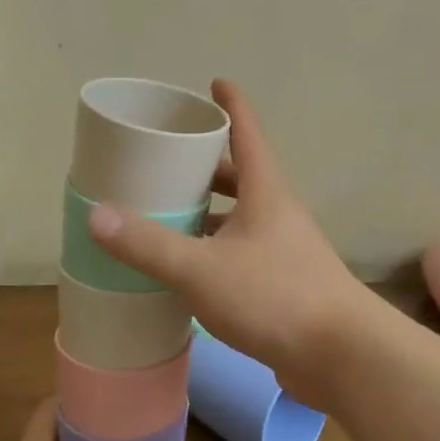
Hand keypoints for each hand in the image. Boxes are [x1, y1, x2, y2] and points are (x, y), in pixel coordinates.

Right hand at [86, 78, 378, 408]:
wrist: (342, 357)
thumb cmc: (275, 297)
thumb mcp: (201, 268)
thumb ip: (149, 244)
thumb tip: (97, 216)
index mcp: (266, 192)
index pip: (248, 133)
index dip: (232, 105)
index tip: (215, 83)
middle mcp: (279, 214)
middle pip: (242, 175)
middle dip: (208, 163)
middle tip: (169, 159)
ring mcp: (285, 251)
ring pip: (242, 218)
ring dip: (211, 211)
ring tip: (170, 212)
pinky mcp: (284, 286)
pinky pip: (242, 254)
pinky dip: (215, 250)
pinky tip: (189, 269)